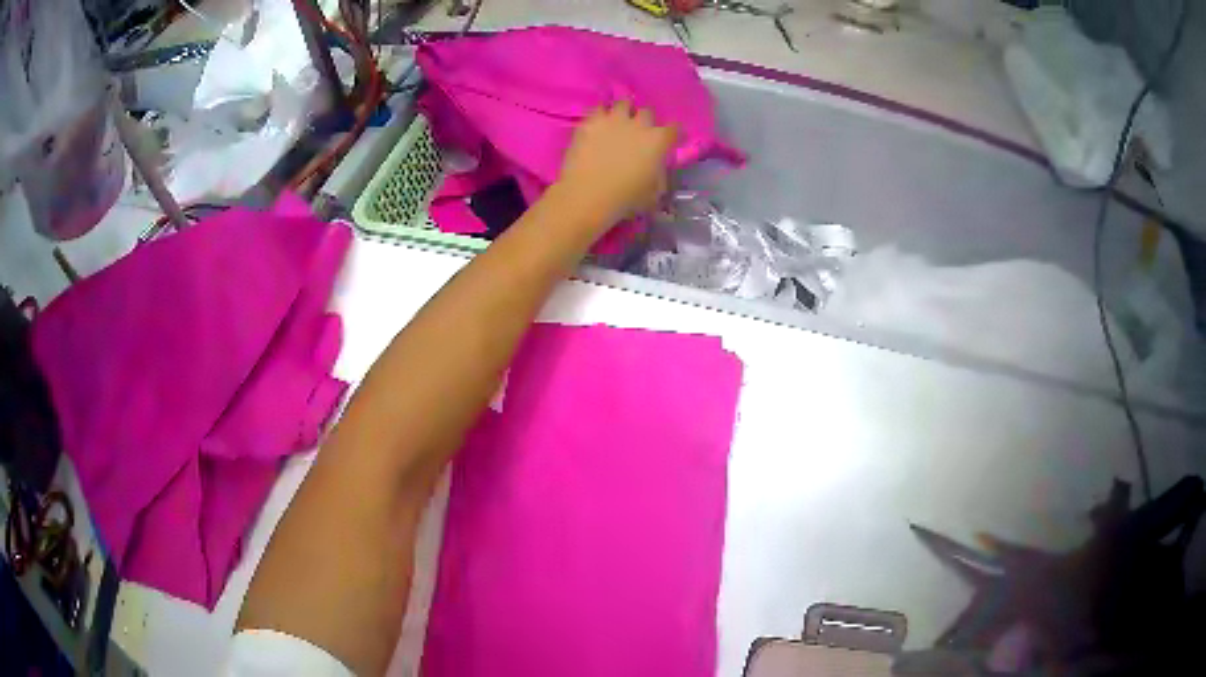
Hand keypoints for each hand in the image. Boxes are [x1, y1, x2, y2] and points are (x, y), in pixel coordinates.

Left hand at [556, 101, 677, 224]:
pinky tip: (597, 124)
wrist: (588, 195)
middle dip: (645, 121)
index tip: (670, 139)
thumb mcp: (653, 193)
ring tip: (617, 122)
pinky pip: (598, 109)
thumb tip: (656, 171)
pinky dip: (600, 115)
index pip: (675, 128)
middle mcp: (639, 124)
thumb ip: (658, 176)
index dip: (674, 133)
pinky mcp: (590, 122)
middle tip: (638, 132)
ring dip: (623, 112)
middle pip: (647, 112)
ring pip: (623, 103)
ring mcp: (613, 119)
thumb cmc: (625, 199)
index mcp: (658, 141)